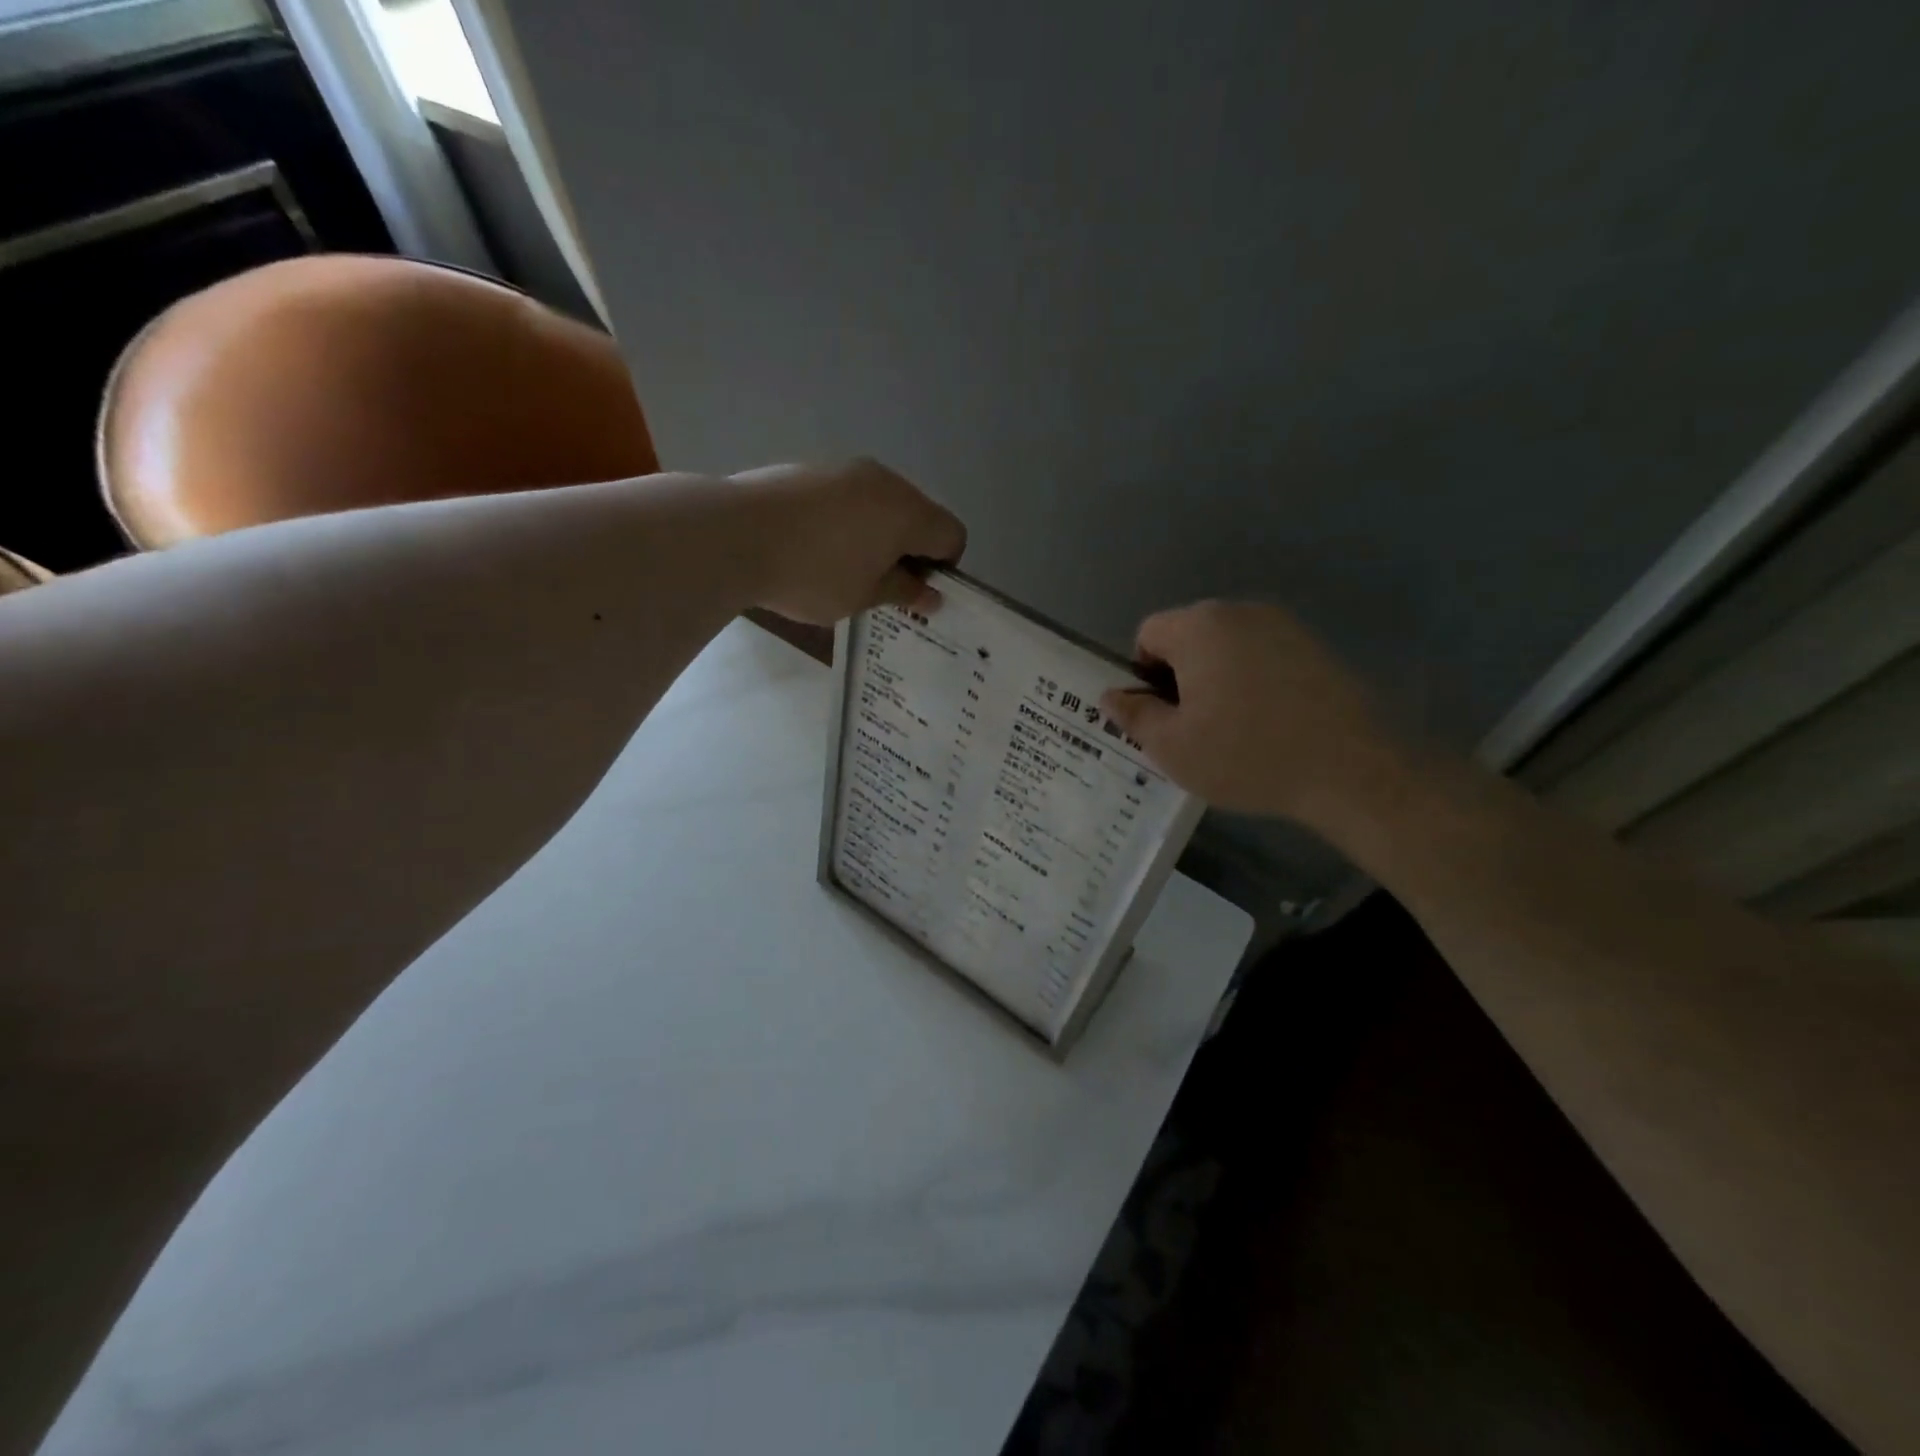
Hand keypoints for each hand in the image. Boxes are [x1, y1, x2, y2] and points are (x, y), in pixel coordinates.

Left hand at [728, 459, 965, 624]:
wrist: (734, 534)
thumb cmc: (813, 574)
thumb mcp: (864, 596)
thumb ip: (904, 592)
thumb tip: (931, 594)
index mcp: (908, 512)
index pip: (952, 535)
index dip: (943, 568)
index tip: (913, 593)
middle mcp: (884, 481)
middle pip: (918, 516)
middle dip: (910, 551)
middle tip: (881, 586)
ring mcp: (845, 470)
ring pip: (880, 504)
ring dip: (877, 535)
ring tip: (843, 568)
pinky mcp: (811, 469)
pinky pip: (847, 498)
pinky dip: (846, 522)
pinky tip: (814, 547)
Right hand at [1100, 601, 1411, 829]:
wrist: (1350, 769)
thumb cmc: (1246, 755)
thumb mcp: (1172, 747)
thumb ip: (1134, 715)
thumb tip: (1111, 694)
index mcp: (1198, 628)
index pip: (1148, 633)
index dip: (1143, 675)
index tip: (1162, 715)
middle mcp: (1239, 612)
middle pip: (1188, 636)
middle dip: (1181, 675)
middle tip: (1193, 727)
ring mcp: (1282, 625)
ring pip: (1227, 646)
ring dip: (1217, 678)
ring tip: (1234, 728)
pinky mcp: (1315, 645)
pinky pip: (1263, 655)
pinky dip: (1254, 680)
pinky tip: (1270, 721)